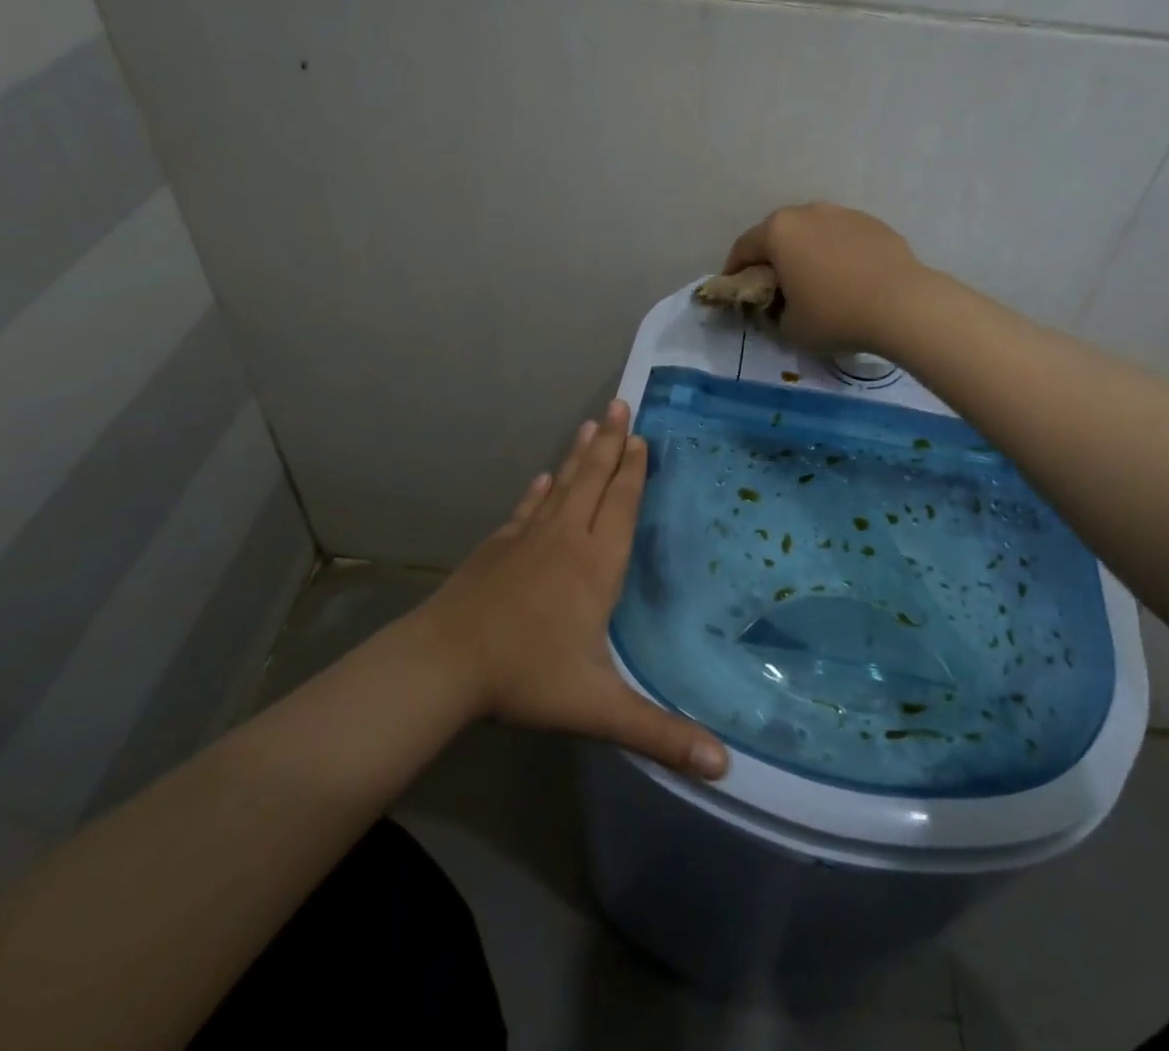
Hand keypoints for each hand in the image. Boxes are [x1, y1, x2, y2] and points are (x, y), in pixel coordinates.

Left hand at [415, 401, 729, 779]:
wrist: (445, 663)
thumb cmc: (527, 678)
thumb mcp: (598, 709)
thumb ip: (660, 734)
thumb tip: (724, 766)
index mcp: (595, 564)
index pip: (621, 504)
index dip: (633, 471)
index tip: (641, 437)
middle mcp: (565, 538)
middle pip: (592, 479)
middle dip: (610, 441)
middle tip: (619, 403)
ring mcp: (527, 537)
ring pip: (560, 484)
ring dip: (577, 454)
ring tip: (590, 422)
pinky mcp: (498, 546)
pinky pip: (526, 507)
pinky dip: (538, 489)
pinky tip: (540, 478)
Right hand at [723, 202, 929, 355]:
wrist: (904, 305)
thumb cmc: (835, 315)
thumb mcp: (790, 328)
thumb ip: (774, 313)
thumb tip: (780, 306)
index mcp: (779, 232)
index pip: (743, 248)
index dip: (734, 270)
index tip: (734, 289)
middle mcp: (808, 212)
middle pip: (778, 233)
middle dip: (771, 257)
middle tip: (773, 285)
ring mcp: (843, 214)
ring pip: (813, 232)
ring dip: (806, 252)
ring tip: (814, 280)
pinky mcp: (874, 224)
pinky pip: (842, 238)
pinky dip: (836, 254)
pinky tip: (847, 279)